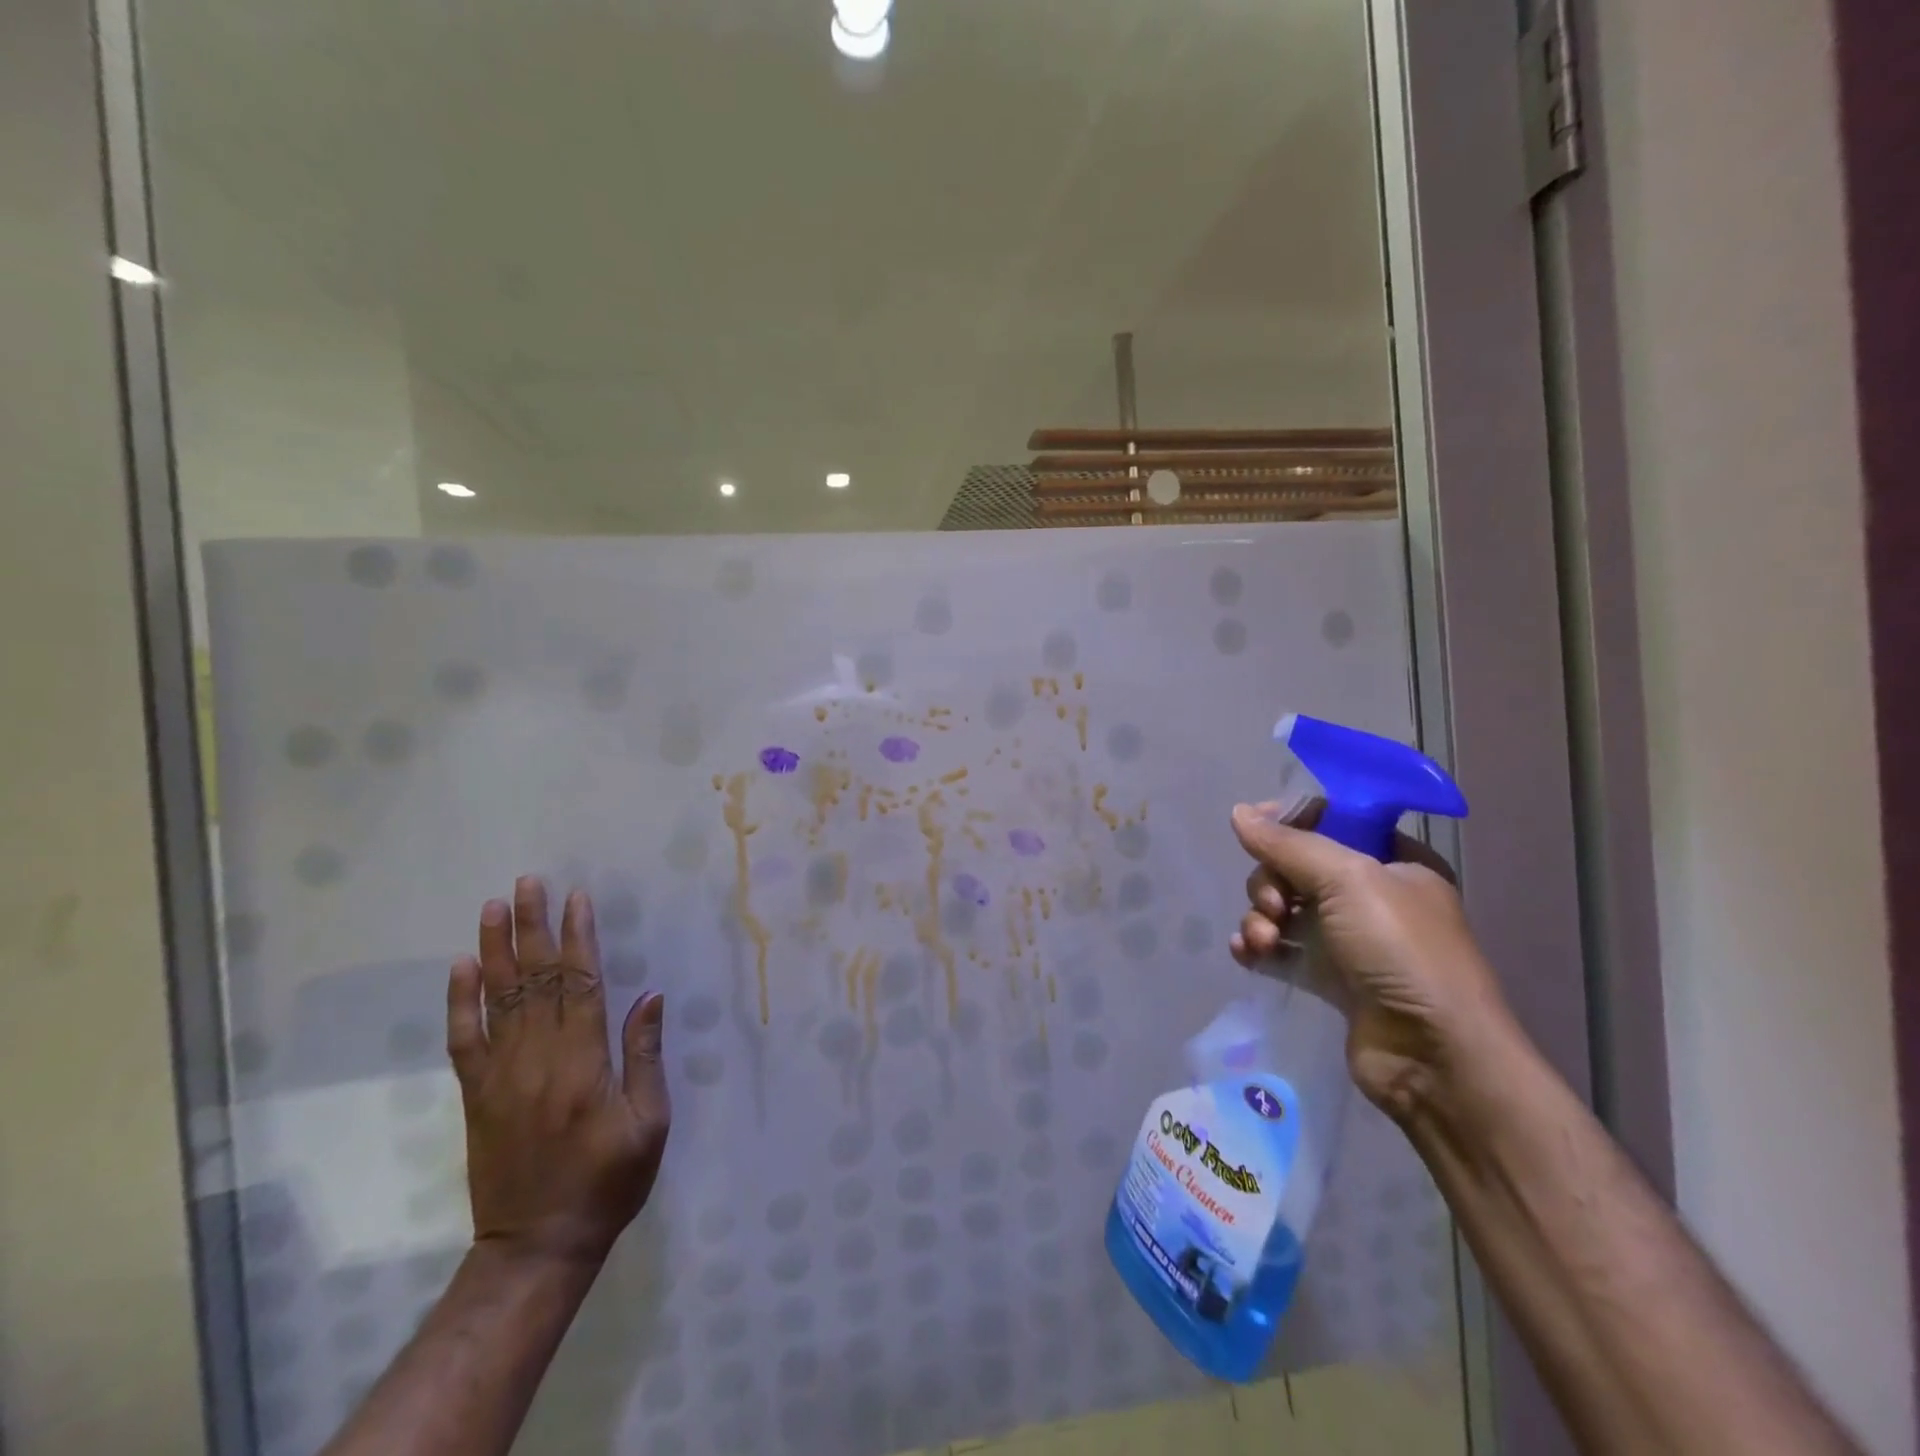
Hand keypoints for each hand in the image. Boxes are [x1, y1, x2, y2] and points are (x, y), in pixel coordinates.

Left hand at [447, 877, 670, 1266]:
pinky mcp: (477, 1096)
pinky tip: (461, 968)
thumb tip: (649, 996)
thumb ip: (644, 1056)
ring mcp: (501, 1076)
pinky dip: (460, 1002)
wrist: (536, 1246)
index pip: (580, 984)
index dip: (579, 938)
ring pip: (497, 999)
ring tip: (494, 907)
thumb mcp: (649, 1123)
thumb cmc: (608, 1181)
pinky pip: (464, 1040)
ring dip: (496, 949)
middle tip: (528, 883)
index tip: (577, 897)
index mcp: (583, 1063)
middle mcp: (538, 1059)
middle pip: (535, 980)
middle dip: (533, 927)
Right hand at [1228, 803, 1511, 1121]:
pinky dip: (1259, 948)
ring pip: (1285, 908)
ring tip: (1263, 941)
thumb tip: (1238, 812)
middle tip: (1274, 906)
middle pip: (1297, 867)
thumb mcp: (1348, 880)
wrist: (1434, 1057)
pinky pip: (1282, 949)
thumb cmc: (1400, 951)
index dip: (1290, 821)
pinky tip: (1246, 955)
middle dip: (1271, 882)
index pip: (1333, 820)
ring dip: (1260, 918)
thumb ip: (1288, 844)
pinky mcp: (1332, 980)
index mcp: (1395, 862)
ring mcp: (1351, 940)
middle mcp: (1373, 896)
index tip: (1254, 830)